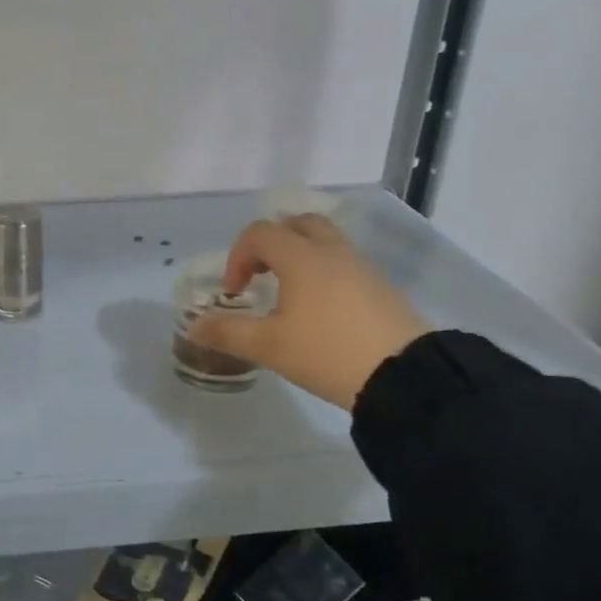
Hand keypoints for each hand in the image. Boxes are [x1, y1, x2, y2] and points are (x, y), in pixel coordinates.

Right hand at [187, 214, 429, 410]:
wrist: (406, 377)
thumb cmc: (327, 352)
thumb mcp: (269, 346)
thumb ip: (228, 332)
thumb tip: (195, 326)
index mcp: (301, 257)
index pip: (260, 233)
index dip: (238, 257)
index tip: (236, 293)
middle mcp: (332, 252)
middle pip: (297, 224)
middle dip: (272, 244)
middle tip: (262, 276)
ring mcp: (362, 267)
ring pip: (324, 242)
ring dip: (299, 256)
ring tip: (289, 295)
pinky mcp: (381, 287)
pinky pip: (344, 264)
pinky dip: (324, 273)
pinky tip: (320, 311)